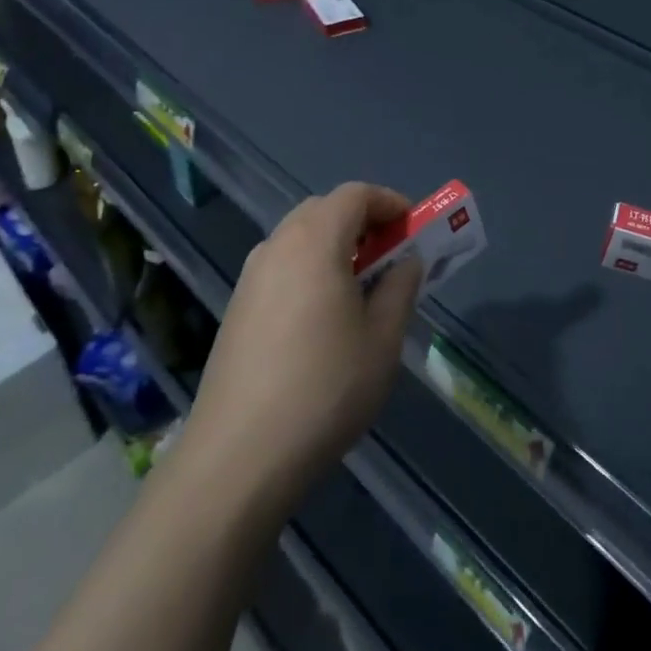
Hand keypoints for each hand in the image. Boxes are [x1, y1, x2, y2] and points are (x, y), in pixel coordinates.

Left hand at [182, 183, 422, 513]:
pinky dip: (311, 271)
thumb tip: (406, 261)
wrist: (238, 456)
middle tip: (391, 257)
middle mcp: (277, 246)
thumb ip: (400, 287)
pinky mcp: (236, 309)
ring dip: (336, 248)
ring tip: (362, 290)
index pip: (356, 194)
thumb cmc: (325, 388)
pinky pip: (282, 268)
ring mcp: (250, 278)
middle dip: (363, 223)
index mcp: (315, 241)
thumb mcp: (382, 338)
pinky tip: (323, 320)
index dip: (390, 203)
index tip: (414, 229)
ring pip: (300, 240)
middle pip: (324, 210)